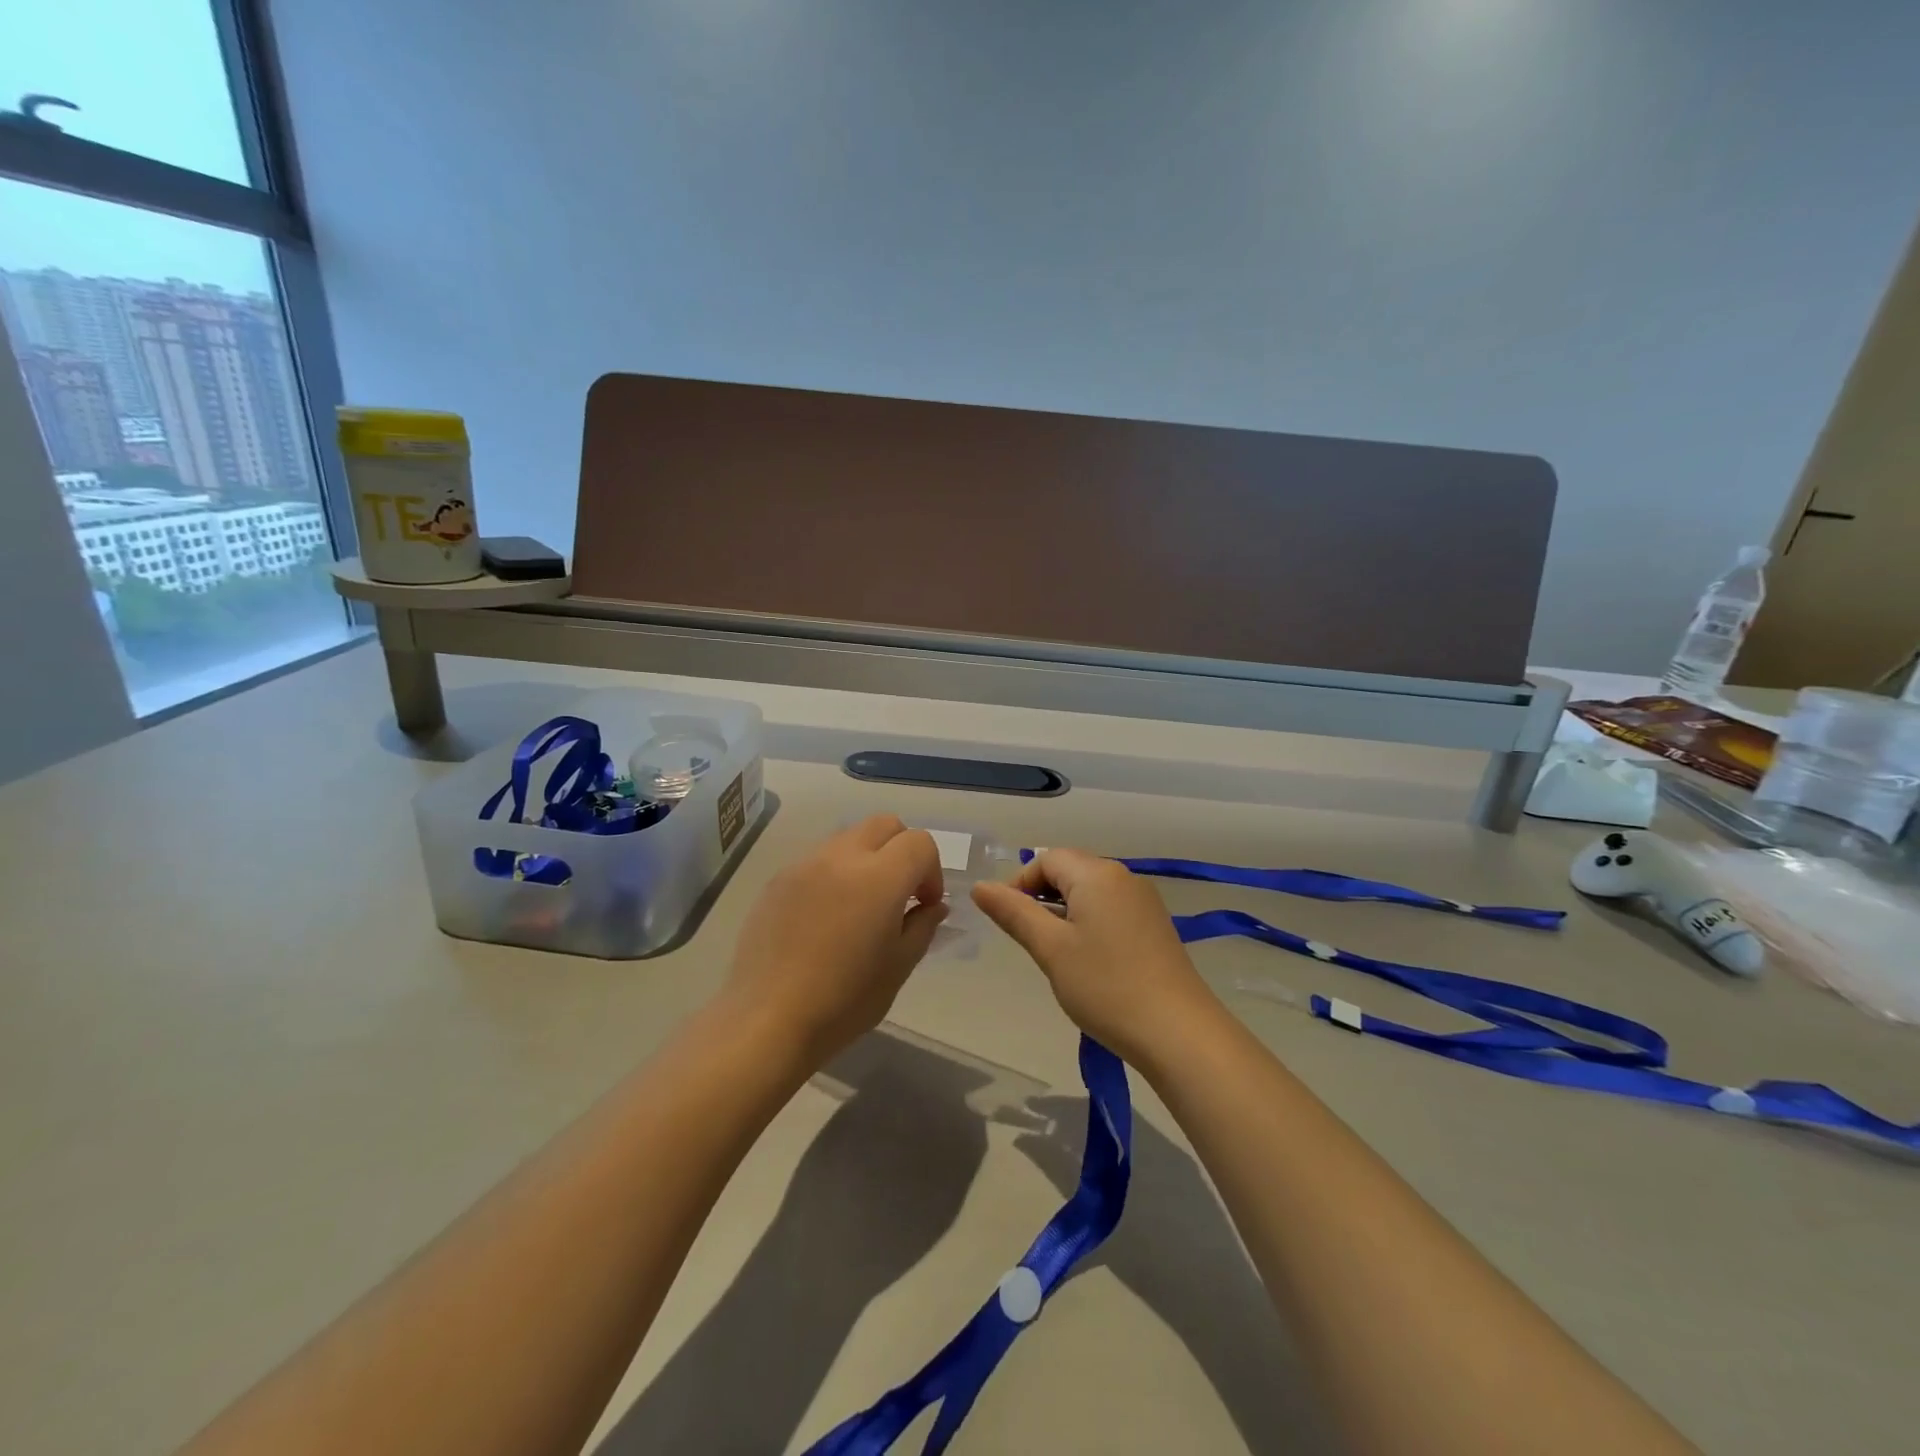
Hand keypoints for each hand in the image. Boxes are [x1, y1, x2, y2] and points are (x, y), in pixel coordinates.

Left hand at [723, 816, 946, 1071]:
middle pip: (884, 825)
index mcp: (879, 878)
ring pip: (849, 838)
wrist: (767, 1020)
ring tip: (860, 906)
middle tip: (899, 895)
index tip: (924, 905)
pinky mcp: (778, 880)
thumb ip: (922, 926)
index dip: (931, 871)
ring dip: (867, 859)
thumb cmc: (844, 1001)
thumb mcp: (898, 967)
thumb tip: (932, 906)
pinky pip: (818, 860)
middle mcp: (841, 857)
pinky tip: (826, 918)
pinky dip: (834, 874)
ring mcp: (805, 864)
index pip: (919, 843)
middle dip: (902, 851)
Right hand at [972, 849, 1219, 1068]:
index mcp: (1096, 873)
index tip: (1007, 921)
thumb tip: (980, 887)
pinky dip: (1089, 923)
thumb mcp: (1050, 949)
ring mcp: (1143, 901)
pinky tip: (1088, 961)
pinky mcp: (1155, 925)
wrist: (1178, 1032)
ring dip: (1065, 913)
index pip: (1046, 859)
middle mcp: (1123, 876)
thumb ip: (1014, 913)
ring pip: (1090, 892)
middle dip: (1041, 898)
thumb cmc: (1105, 986)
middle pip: (1070, 871)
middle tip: (1030, 940)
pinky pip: (1111, 909)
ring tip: (1056, 954)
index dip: (1019, 883)